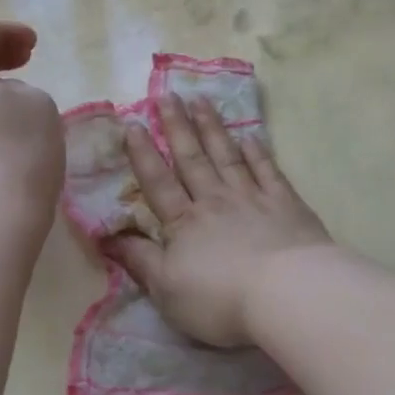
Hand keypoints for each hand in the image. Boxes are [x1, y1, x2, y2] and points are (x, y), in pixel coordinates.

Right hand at [107, 95, 332, 347]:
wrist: (287, 294)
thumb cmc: (219, 299)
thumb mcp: (165, 289)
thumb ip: (138, 260)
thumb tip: (106, 237)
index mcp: (183, 223)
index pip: (157, 182)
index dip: (142, 154)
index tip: (132, 123)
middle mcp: (214, 202)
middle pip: (191, 159)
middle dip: (177, 127)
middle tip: (168, 95)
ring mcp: (252, 199)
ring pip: (227, 156)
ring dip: (212, 129)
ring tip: (201, 101)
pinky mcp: (286, 205)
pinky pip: (267, 171)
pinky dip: (257, 152)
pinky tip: (250, 135)